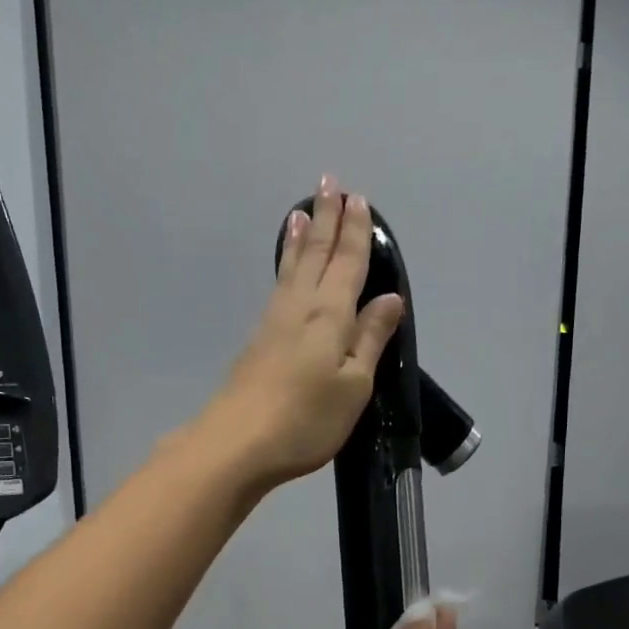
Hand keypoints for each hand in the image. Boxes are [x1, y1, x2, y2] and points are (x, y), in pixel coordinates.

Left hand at [198, 175, 404, 489]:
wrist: (237, 444)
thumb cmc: (306, 420)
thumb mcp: (354, 386)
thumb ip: (370, 339)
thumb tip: (391, 297)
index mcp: (331, 316)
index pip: (348, 263)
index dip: (356, 232)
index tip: (359, 200)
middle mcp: (300, 308)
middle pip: (317, 256)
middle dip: (326, 220)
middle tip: (330, 184)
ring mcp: (273, 323)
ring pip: (292, 269)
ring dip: (301, 239)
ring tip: (301, 213)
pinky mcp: (257, 343)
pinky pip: (279, 288)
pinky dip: (285, 267)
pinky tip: (285, 270)